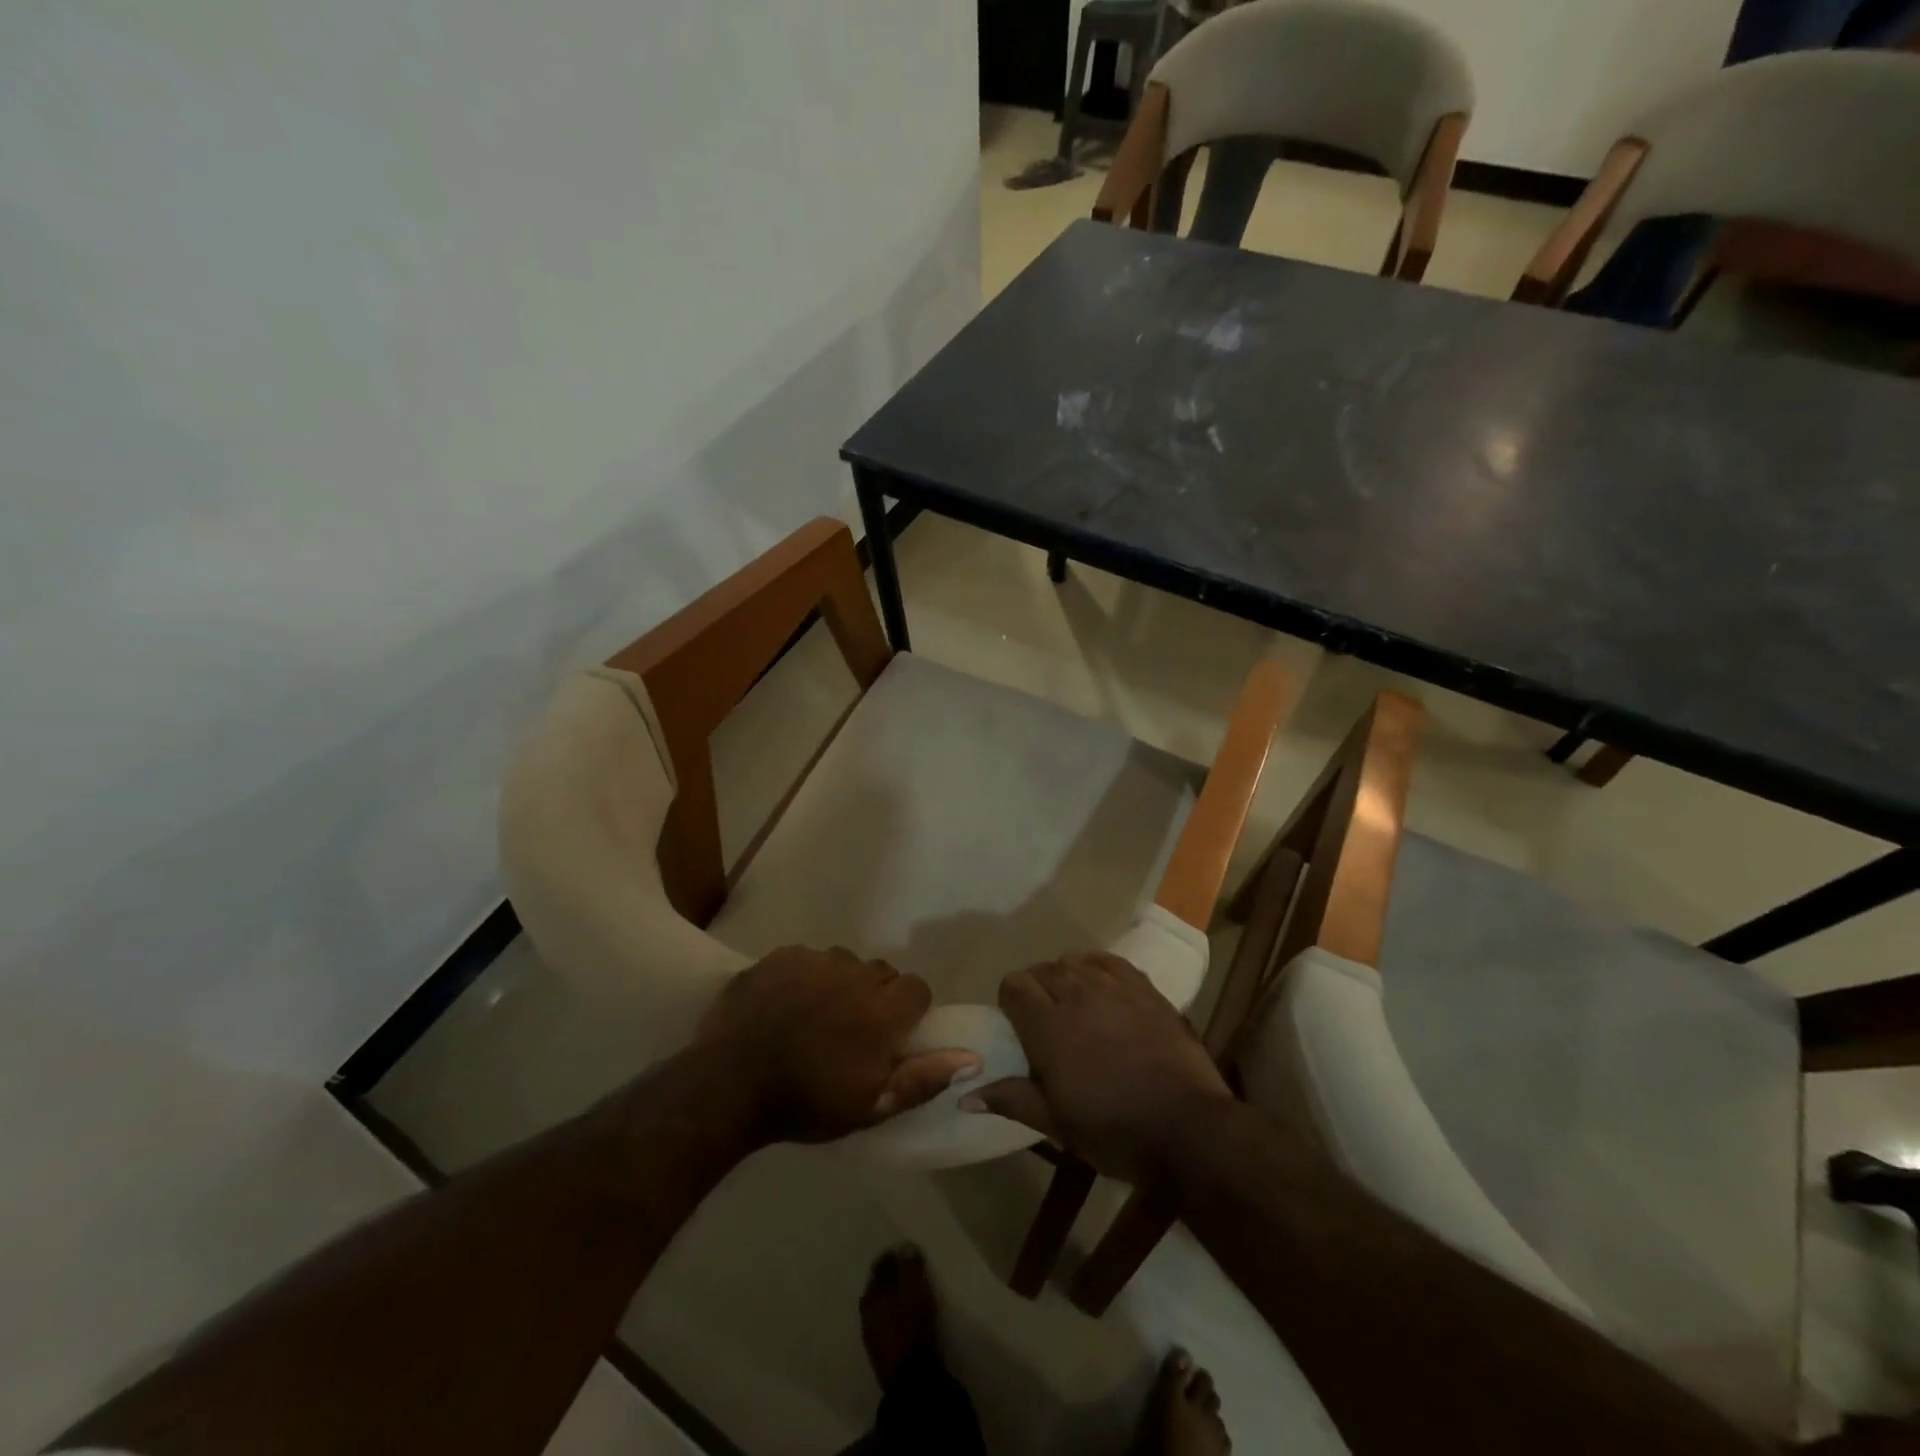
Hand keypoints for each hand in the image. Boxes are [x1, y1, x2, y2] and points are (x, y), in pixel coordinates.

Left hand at [693, 945, 980, 1143]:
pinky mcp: (782, 955)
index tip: (892, 1032)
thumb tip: (973, 1058)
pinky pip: (808, 957)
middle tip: (852, 1027)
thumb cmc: (805, 1103)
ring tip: (817, 1012)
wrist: (729, 1086)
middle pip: (881, 972)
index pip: (917, 988)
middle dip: (876, 994)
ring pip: (844, 962)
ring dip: (841, 982)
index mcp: (881, 1011)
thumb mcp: (870, 1106)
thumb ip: (923, 1078)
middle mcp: (854, 975)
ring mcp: (815, 961)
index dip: (909, 1008)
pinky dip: (805, 975)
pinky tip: (787, 1002)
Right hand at [963, 951, 1232, 1182]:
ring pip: (1074, 961)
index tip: (1016, 1024)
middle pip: (1042, 970)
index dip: (1009, 1000)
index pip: (1014, 985)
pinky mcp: (1144, 988)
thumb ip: (1011, 1100)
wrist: (1188, 1127)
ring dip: (1065, 976)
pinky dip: (1096, 966)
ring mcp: (1113, 987)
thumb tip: (964, 1096)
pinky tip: (1099, 984)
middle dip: (1035, 988)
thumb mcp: (1057, 1125)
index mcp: (1048, 1026)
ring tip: (1072, 1001)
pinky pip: (1109, 960)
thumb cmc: (1115, 1131)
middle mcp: (1076, 994)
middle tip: (1044, 1019)